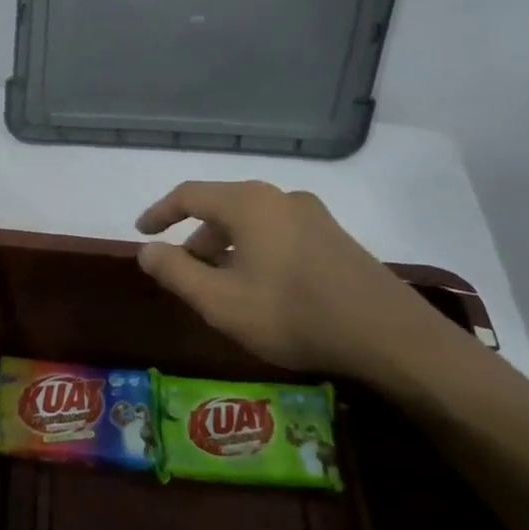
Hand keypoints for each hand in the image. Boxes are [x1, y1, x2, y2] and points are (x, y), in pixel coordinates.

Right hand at [135, 181, 445, 390]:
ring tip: (219, 287)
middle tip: (182, 273)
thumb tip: (146, 251)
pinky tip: (260, 288)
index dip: (159, 212)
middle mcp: (280, 197)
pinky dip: (254, 252)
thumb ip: (175, 272)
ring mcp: (313, 215)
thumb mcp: (220, 301)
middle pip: (222, 208)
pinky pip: (278, 233)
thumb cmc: (292, 313)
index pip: (189, 195)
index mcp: (248, 203)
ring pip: (252, 222)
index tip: (141, 233)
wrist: (387, 334)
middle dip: (195, 238)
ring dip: (226, 248)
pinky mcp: (334, 237)